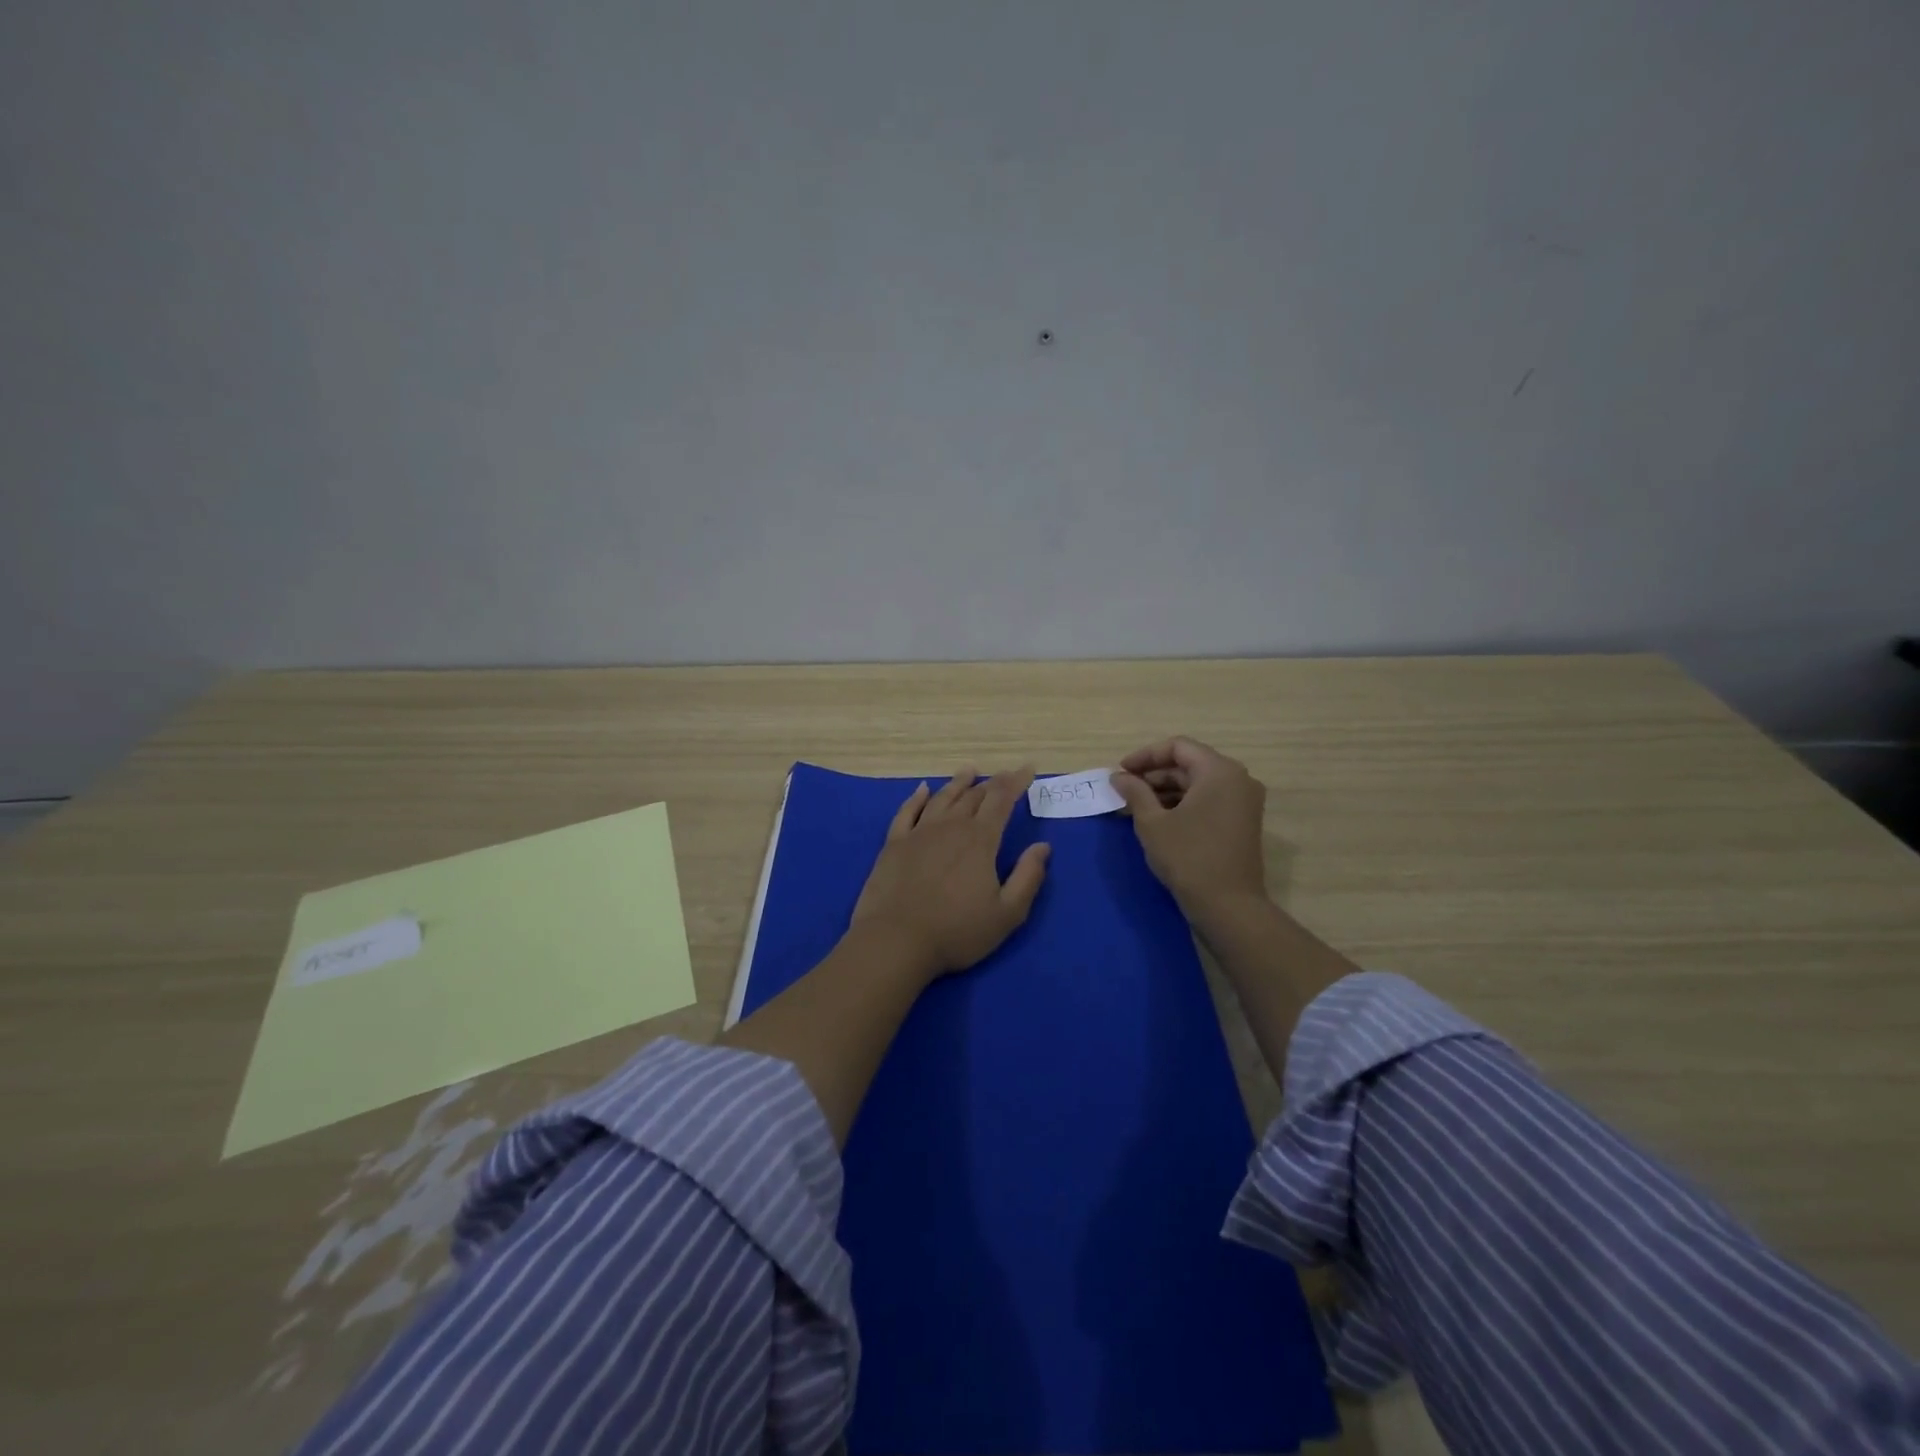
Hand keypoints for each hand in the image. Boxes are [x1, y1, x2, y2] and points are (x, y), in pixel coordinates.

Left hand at [851, 766, 1051, 980]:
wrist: (896, 941)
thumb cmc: (957, 932)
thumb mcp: (1007, 914)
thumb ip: (1028, 877)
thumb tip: (1042, 847)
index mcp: (980, 840)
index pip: (1002, 800)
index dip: (1016, 782)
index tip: (1027, 769)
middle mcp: (950, 827)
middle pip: (973, 796)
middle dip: (992, 784)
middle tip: (1003, 776)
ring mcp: (919, 833)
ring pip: (942, 798)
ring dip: (958, 783)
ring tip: (969, 772)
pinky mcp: (894, 844)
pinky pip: (907, 811)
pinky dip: (917, 797)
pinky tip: (923, 789)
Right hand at [1110, 737, 1267, 914]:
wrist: (1228, 906)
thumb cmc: (1188, 857)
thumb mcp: (1152, 822)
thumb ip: (1134, 792)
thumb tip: (1119, 776)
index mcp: (1219, 771)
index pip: (1177, 747)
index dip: (1145, 756)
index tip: (1120, 772)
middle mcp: (1237, 779)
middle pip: (1189, 764)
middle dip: (1154, 775)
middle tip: (1124, 791)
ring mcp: (1243, 802)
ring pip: (1198, 784)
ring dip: (1165, 791)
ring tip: (1135, 807)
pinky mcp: (1242, 822)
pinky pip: (1208, 800)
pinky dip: (1183, 804)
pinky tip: (1158, 819)